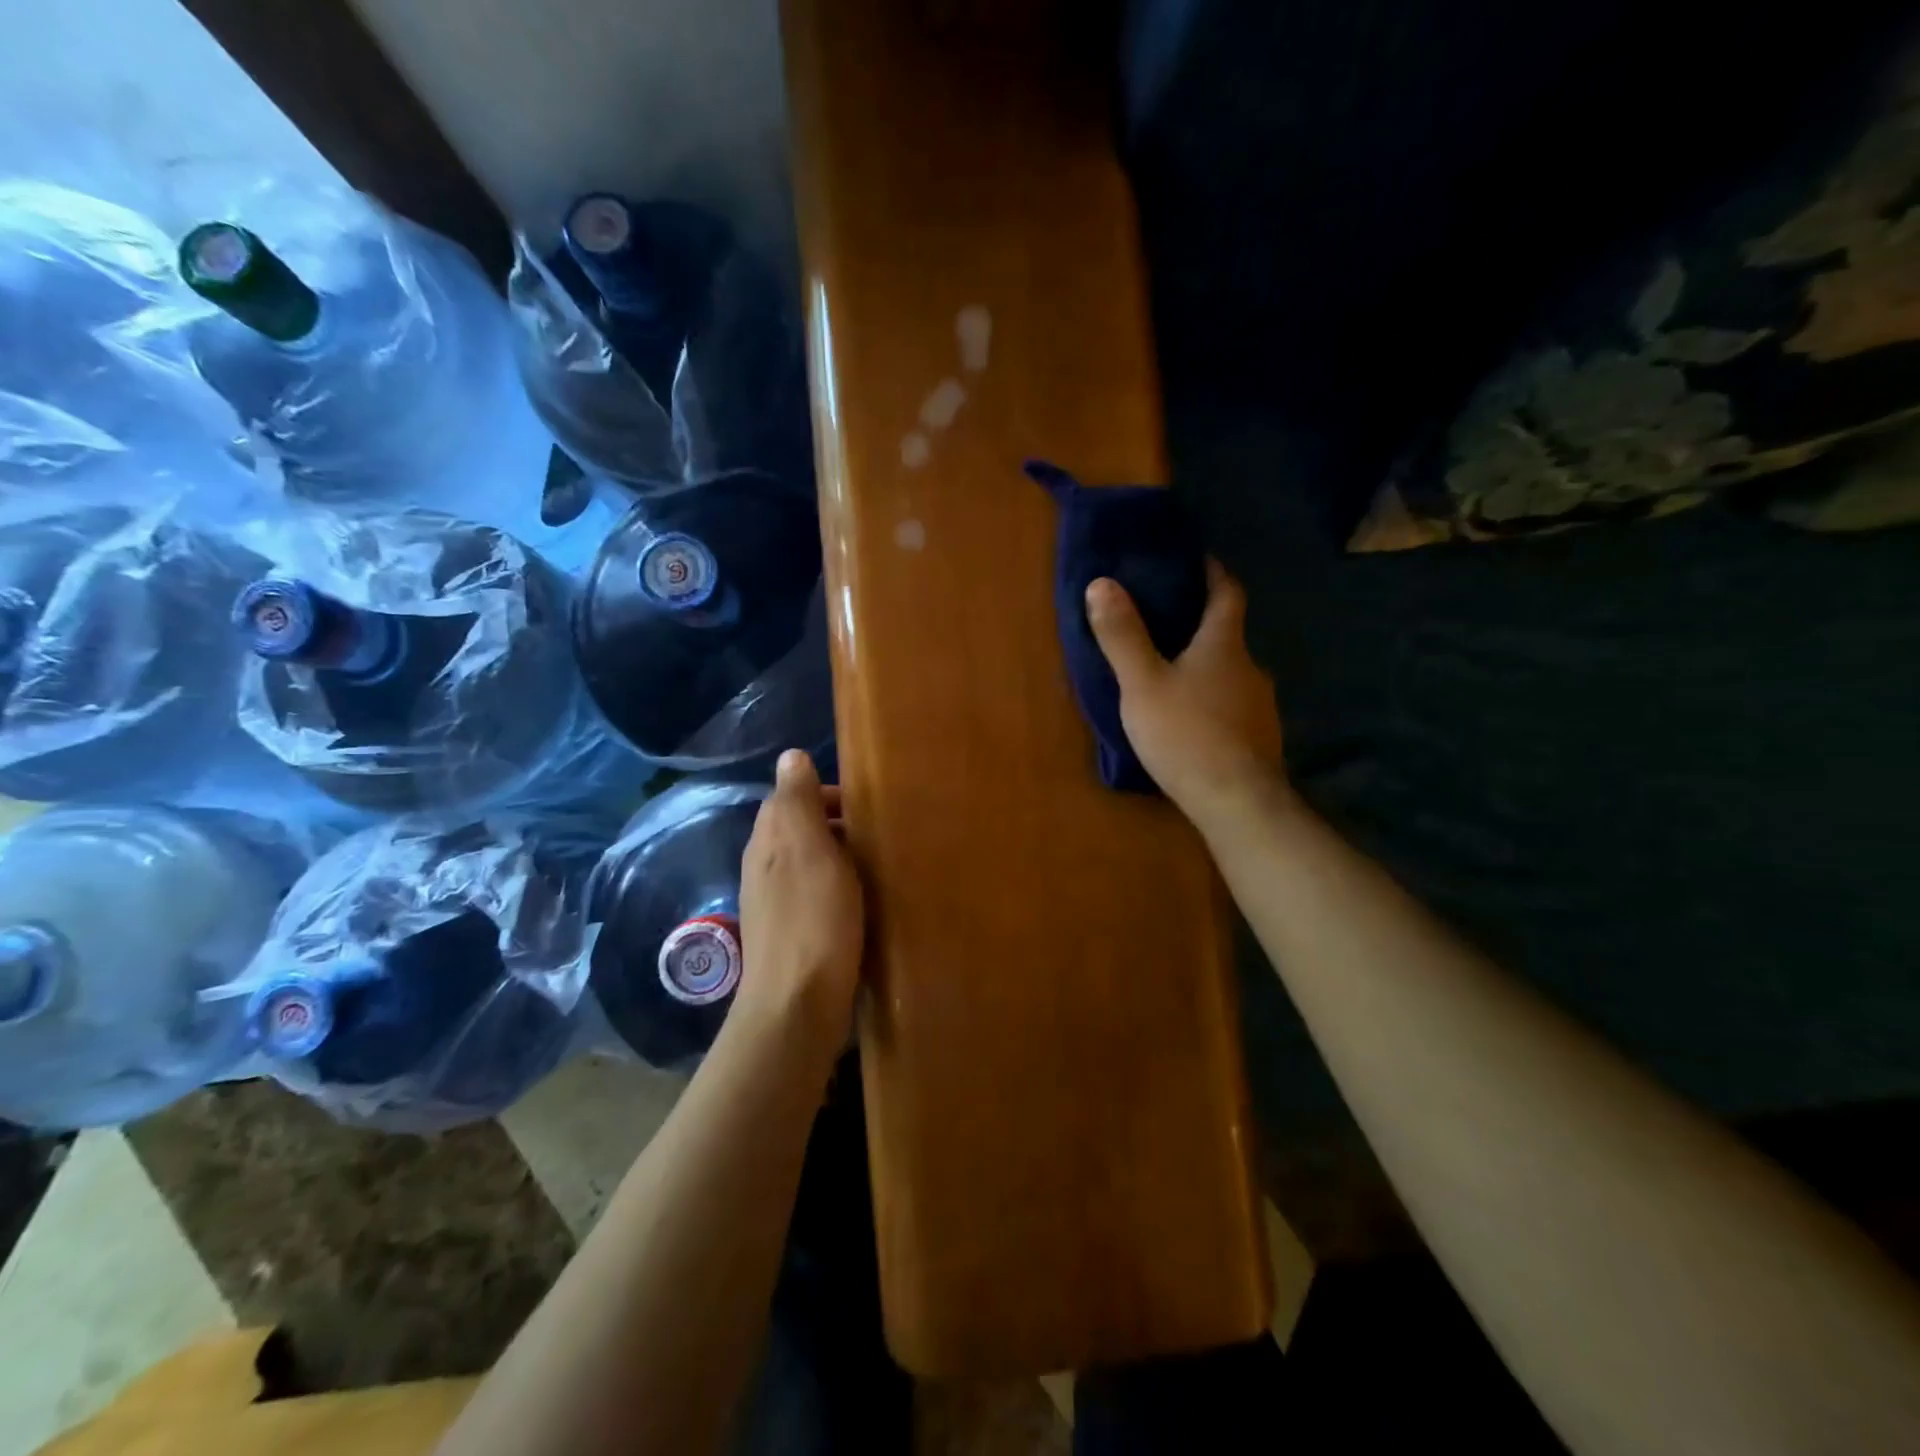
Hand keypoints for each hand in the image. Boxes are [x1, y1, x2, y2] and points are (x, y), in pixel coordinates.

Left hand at [736, 750, 863, 1052]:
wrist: (797, 1007)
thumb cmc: (812, 920)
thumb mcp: (808, 849)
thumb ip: (799, 801)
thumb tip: (790, 755)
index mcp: (767, 841)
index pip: (791, 797)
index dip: (828, 795)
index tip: (867, 808)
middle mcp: (764, 867)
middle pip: (801, 830)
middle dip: (838, 826)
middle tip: (881, 837)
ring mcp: (775, 904)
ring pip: (811, 863)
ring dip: (842, 859)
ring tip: (880, 868)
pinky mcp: (792, 935)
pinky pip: (817, 895)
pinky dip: (840, 890)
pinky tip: (864, 904)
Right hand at [1085, 562, 1284, 824]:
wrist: (1237, 803)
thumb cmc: (1186, 734)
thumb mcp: (1142, 684)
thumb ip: (1122, 635)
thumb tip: (1102, 583)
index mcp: (1224, 644)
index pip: (1227, 592)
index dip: (1212, 572)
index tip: (1193, 560)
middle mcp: (1250, 667)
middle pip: (1227, 634)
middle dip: (1199, 625)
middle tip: (1162, 624)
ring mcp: (1260, 705)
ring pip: (1229, 673)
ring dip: (1204, 667)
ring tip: (1170, 676)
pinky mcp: (1259, 738)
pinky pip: (1232, 705)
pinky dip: (1212, 701)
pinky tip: (1191, 720)